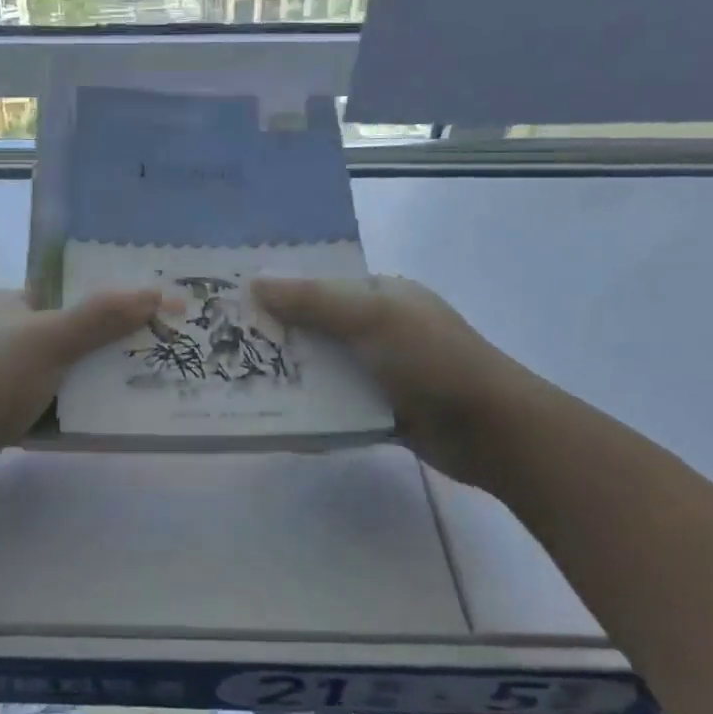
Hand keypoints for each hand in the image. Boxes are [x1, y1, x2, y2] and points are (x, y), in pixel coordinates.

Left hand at [0, 287, 162, 456]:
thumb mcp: (51, 339)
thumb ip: (101, 316)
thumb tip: (154, 292)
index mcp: (1, 303)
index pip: (57, 294)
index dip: (96, 304)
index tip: (135, 319)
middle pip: (57, 335)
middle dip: (94, 348)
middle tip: (138, 359)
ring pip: (47, 373)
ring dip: (79, 384)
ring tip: (124, 392)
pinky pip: (34, 405)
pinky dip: (58, 412)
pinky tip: (85, 423)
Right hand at [251, 275, 540, 485]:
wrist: (493, 431)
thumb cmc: (434, 360)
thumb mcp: (374, 318)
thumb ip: (314, 301)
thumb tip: (256, 282)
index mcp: (380, 294)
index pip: (319, 283)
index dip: (277, 288)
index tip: (230, 297)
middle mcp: (377, 328)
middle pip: (313, 326)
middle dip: (274, 334)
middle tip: (220, 342)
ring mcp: (378, 371)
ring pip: (320, 367)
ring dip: (287, 374)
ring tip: (234, 380)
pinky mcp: (378, 409)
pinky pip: (332, 404)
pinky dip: (307, 408)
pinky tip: (272, 415)